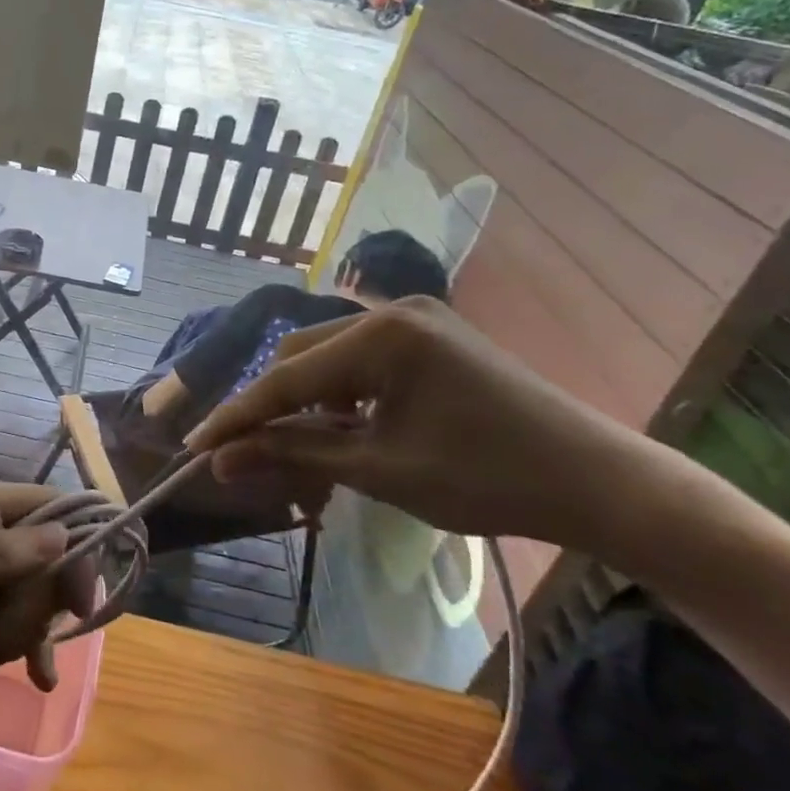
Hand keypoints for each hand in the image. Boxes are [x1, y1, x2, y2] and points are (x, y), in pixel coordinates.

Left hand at [0, 480, 92, 726]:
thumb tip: (63, 537)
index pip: (50, 508)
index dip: (76, 547)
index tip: (77, 602)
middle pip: (43, 566)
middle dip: (21, 608)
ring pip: (25, 605)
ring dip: (0, 635)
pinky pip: (7, 629)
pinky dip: (11, 648)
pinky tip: (35, 677)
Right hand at [186, 297, 671, 550]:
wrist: (594, 480)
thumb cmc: (485, 478)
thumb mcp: (379, 469)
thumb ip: (294, 454)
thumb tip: (222, 460)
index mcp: (381, 335)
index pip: (286, 378)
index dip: (238, 416)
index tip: (195, 446)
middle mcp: (391, 311)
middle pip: (300, 357)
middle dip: (269, 407)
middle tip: (245, 455)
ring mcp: (414, 319)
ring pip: (328, 358)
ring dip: (304, 403)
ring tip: (297, 452)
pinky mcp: (430, 336)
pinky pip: (361, 361)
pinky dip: (340, 396)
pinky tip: (342, 430)